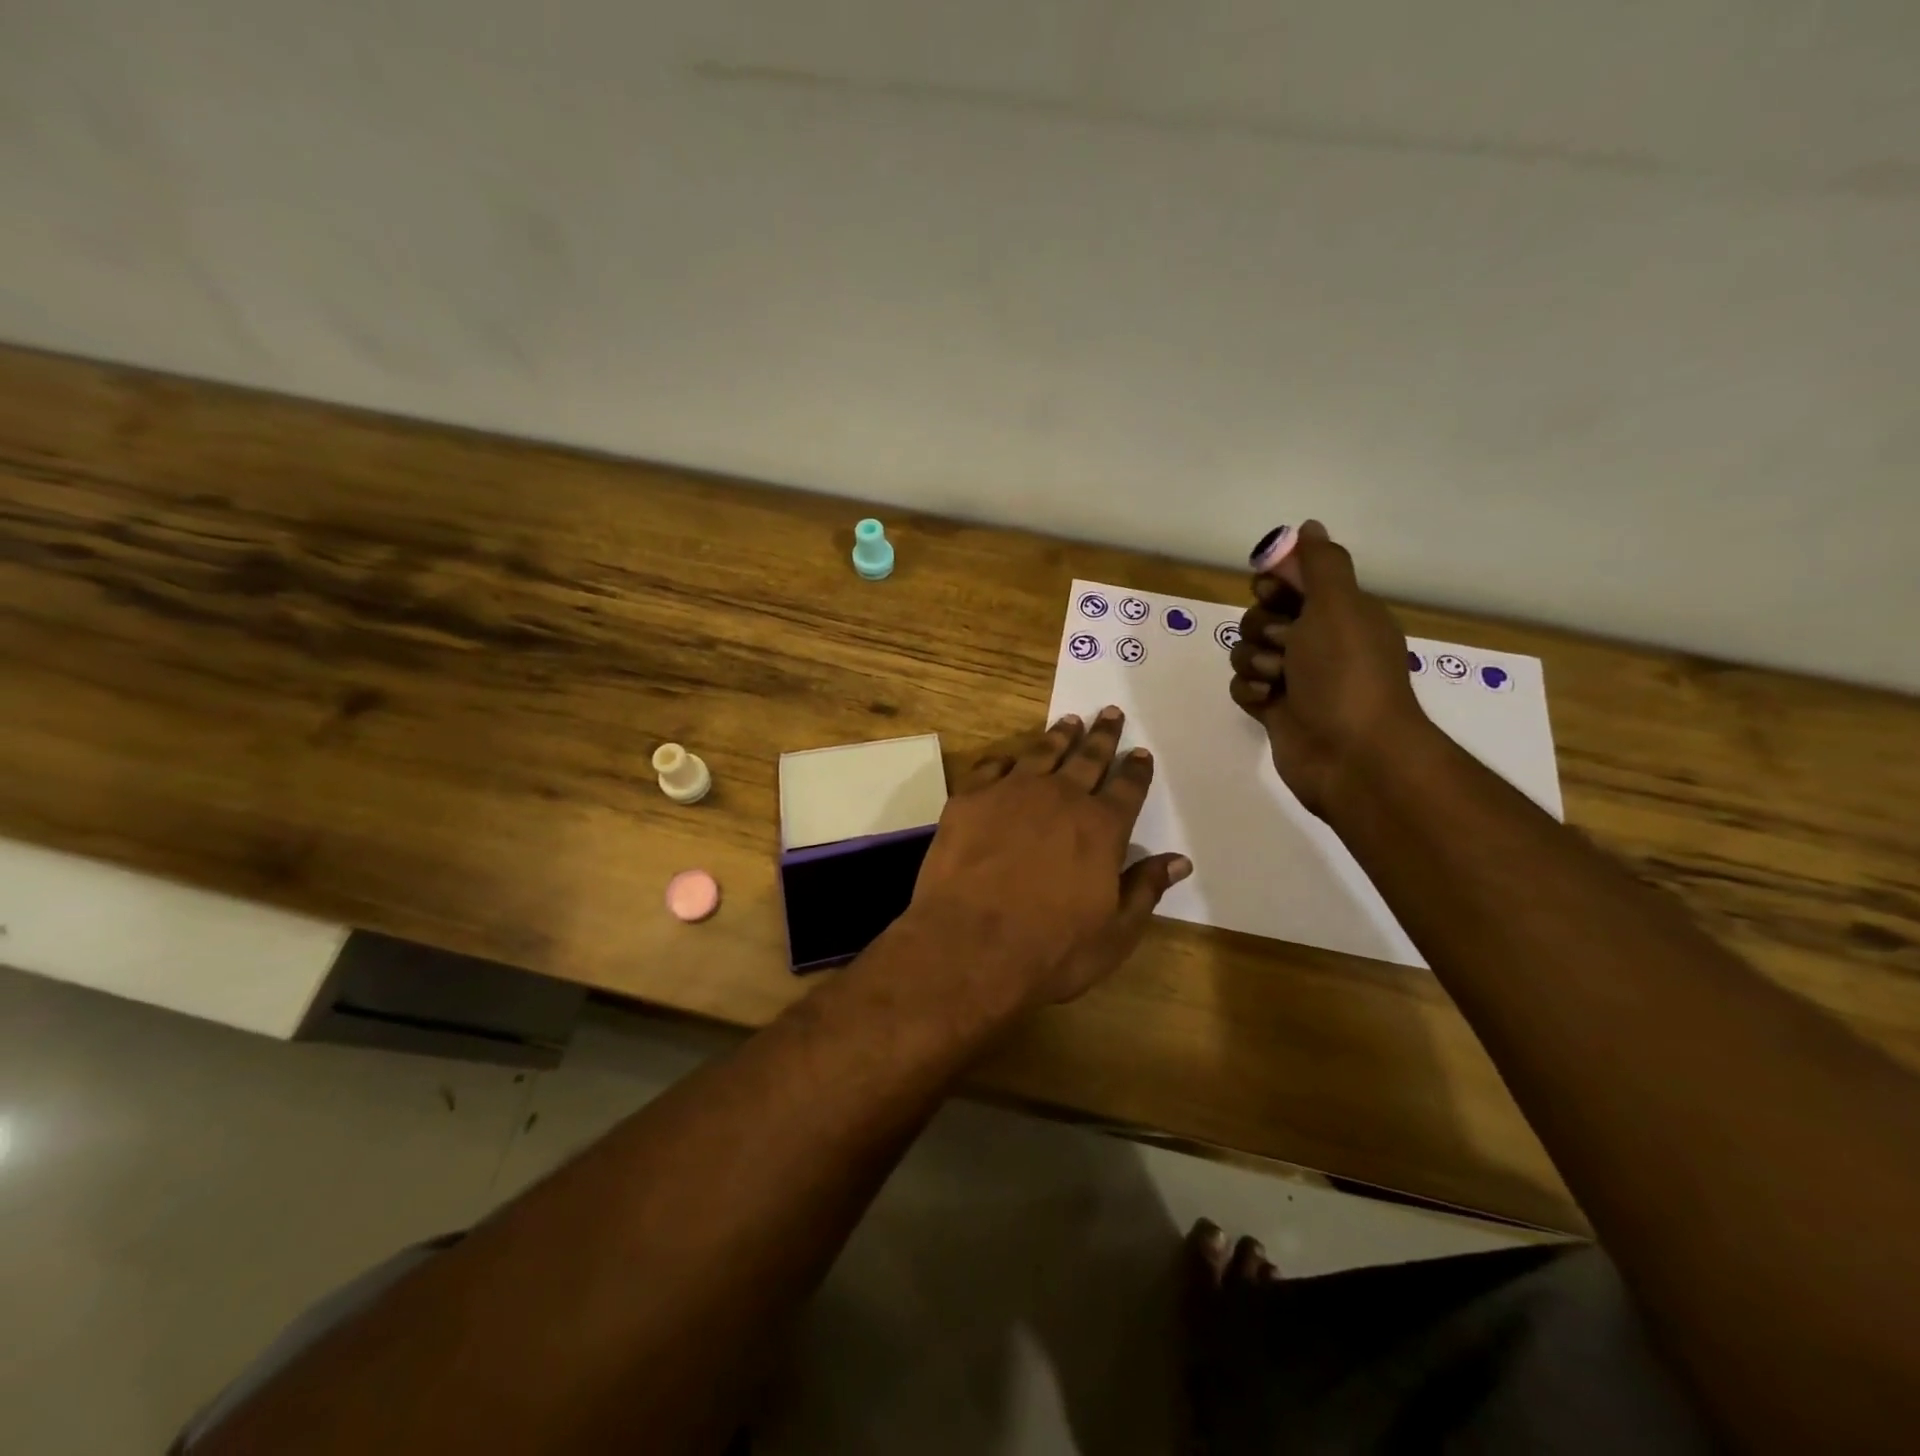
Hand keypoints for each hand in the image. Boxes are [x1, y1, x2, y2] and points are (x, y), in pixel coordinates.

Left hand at [901, 707, 1190, 1013]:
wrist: (969, 944)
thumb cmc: (1050, 949)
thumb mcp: (1113, 933)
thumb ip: (1145, 890)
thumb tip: (1179, 861)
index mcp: (1101, 828)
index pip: (1128, 789)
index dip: (1136, 771)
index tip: (1141, 753)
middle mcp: (1061, 798)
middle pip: (1088, 758)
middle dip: (1103, 736)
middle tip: (1111, 714)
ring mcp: (1012, 792)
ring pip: (1042, 753)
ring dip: (1059, 736)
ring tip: (1070, 721)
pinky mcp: (970, 799)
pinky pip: (993, 767)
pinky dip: (1006, 760)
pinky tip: (1010, 758)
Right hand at [1227, 520, 1433, 817]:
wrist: (1351, 754)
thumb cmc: (1346, 674)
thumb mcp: (1339, 606)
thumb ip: (1320, 564)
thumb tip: (1309, 527)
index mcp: (1341, 614)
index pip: (1294, 582)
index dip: (1275, 584)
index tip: (1272, 593)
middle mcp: (1319, 642)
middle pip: (1263, 615)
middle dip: (1263, 628)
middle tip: (1284, 645)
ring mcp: (1295, 678)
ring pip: (1248, 651)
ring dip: (1255, 661)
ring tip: (1277, 680)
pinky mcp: (1275, 709)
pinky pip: (1243, 685)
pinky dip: (1249, 690)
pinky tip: (1264, 701)